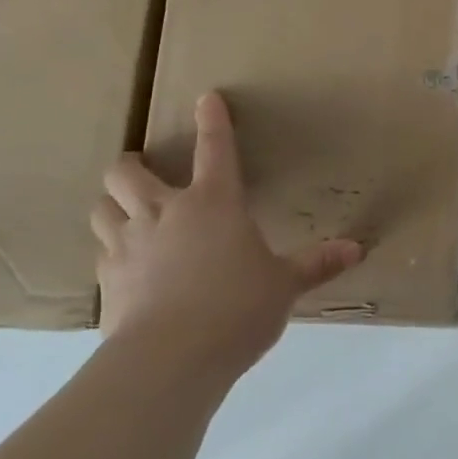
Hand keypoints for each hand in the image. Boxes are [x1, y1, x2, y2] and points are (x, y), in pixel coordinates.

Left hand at [91, 91, 362, 376]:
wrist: (170, 360)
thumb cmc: (236, 308)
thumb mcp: (283, 285)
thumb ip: (316, 265)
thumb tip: (356, 250)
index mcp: (213, 203)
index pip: (214, 148)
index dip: (212, 120)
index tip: (207, 99)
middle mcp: (164, 212)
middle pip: (127, 172)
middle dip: (131, 165)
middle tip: (141, 170)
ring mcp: (128, 245)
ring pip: (102, 208)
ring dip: (111, 205)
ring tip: (124, 214)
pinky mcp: (107, 282)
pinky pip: (100, 254)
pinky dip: (111, 252)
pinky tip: (125, 268)